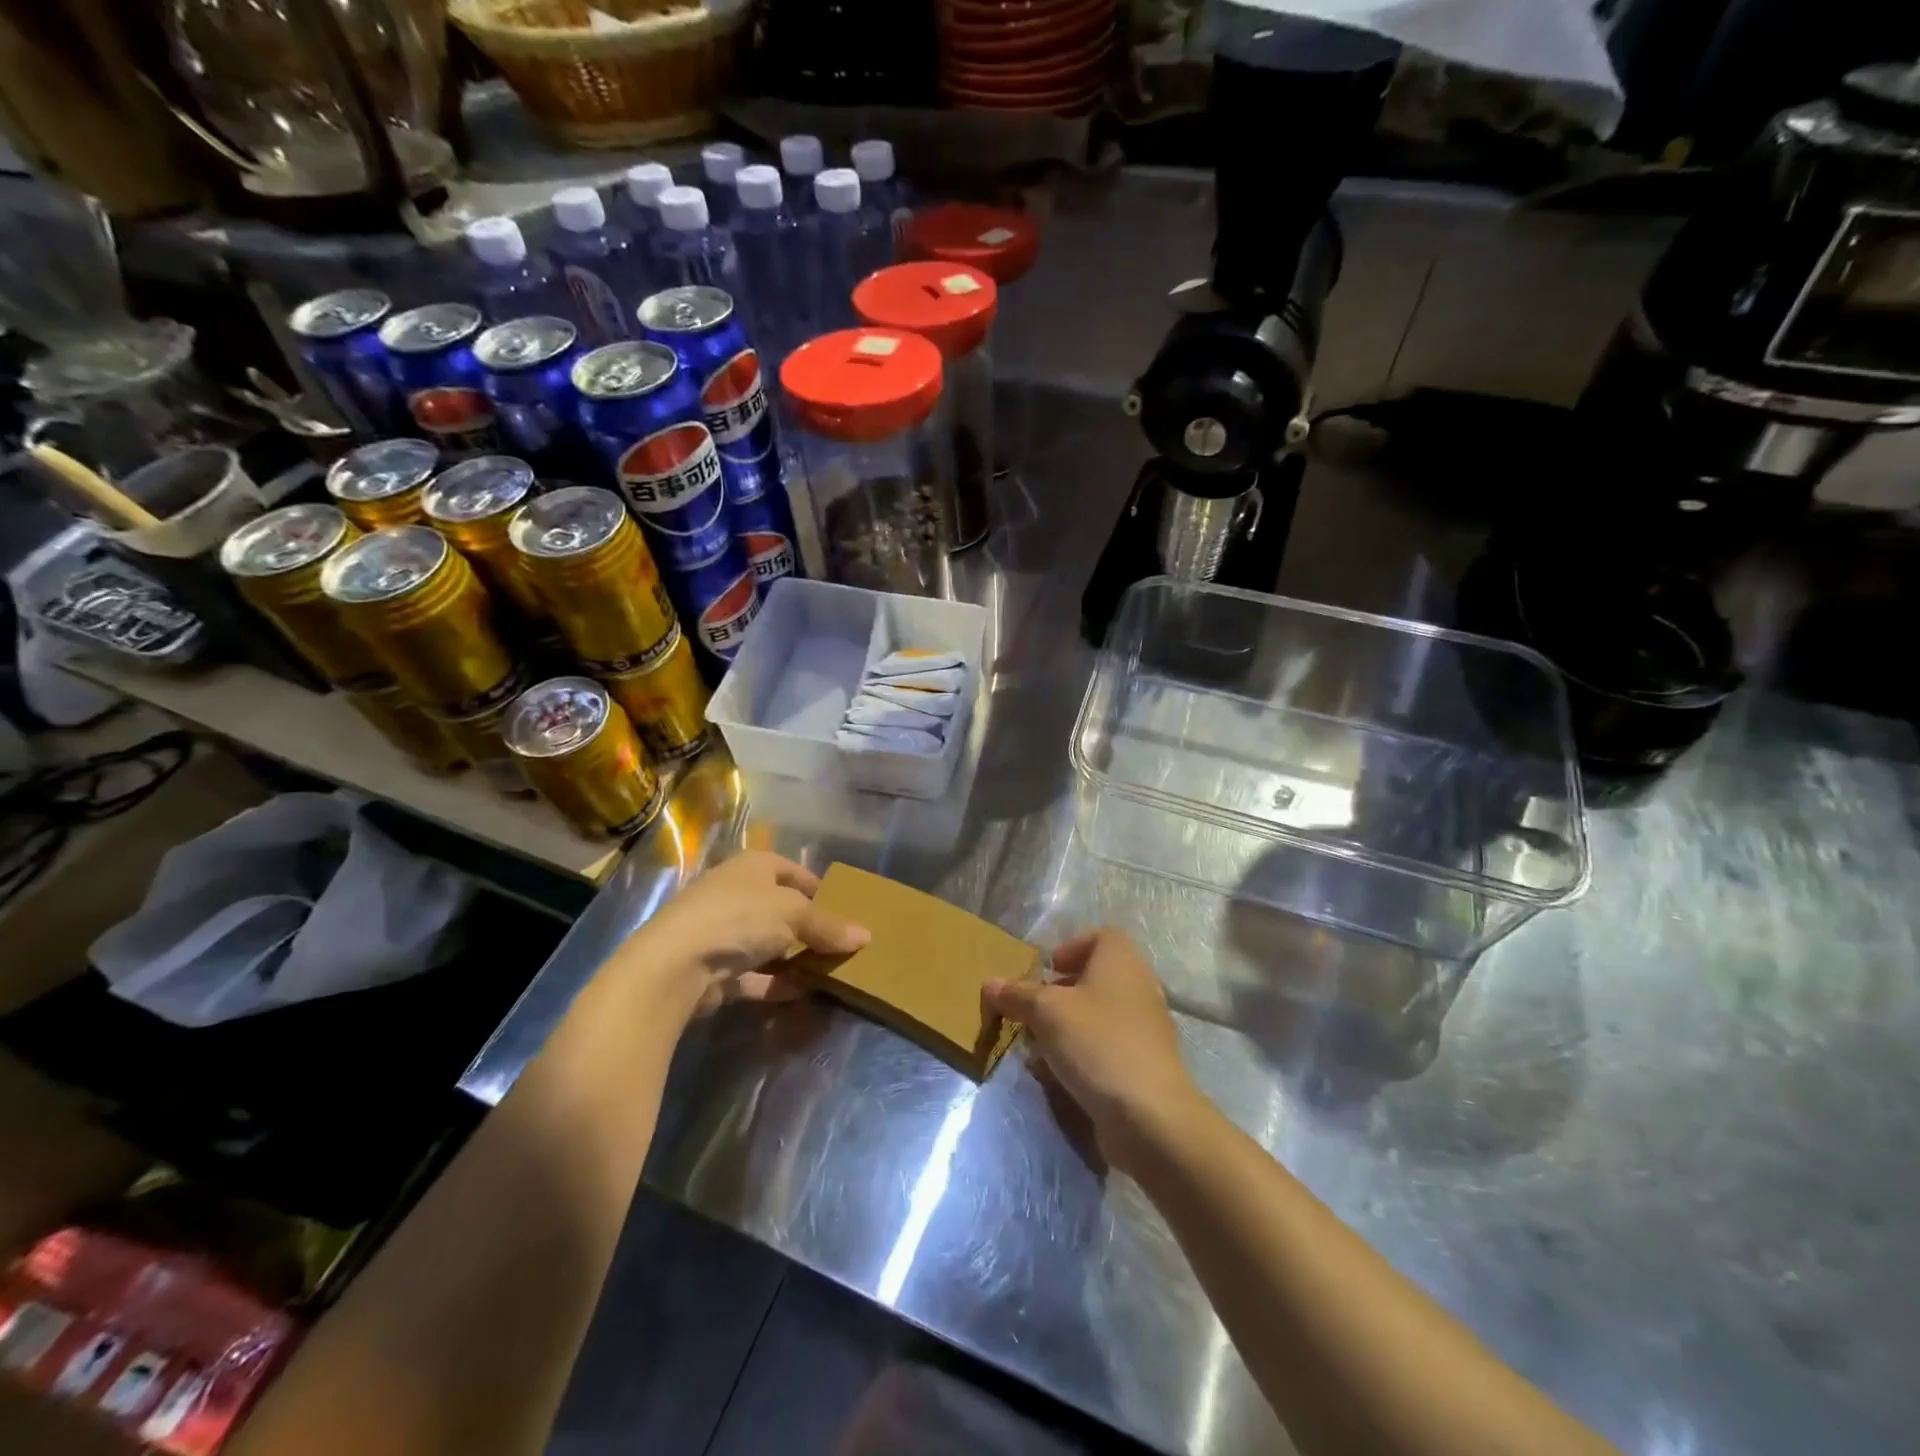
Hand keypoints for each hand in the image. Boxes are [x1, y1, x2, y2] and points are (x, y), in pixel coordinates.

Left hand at [623, 851, 869, 1018]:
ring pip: (769, 943)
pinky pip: (755, 974)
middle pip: (782, 909)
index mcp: (753, 866)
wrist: (675, 965)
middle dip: (810, 928)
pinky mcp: (715, 969)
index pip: (793, 871)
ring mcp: (723, 932)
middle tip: (840, 945)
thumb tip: (865, 936)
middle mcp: (736, 893)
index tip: (845, 910)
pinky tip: (803, 994)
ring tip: (829, 973)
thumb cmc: (740, 918)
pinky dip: (777, 983)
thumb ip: (829, 926)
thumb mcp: (794, 914)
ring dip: (795, 958)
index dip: (820, 889)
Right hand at [984, 929, 1202, 1171]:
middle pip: (1095, 978)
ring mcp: (1145, 1028)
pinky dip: (1082, 1056)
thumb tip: (990, 983)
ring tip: (1037, 1048)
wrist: (1149, 1115)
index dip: (1072, 947)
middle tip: (1032, 1011)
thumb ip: (1017, 995)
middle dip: (1059, 994)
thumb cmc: (1096, 1043)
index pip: (1101, 936)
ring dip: (1066, 1029)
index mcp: (1121, 960)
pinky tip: (1058, 1077)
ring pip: (1098, 1016)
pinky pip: (1107, 1048)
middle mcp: (1138, 986)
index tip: (1047, 970)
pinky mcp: (1144, 1065)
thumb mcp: (1046, 1012)